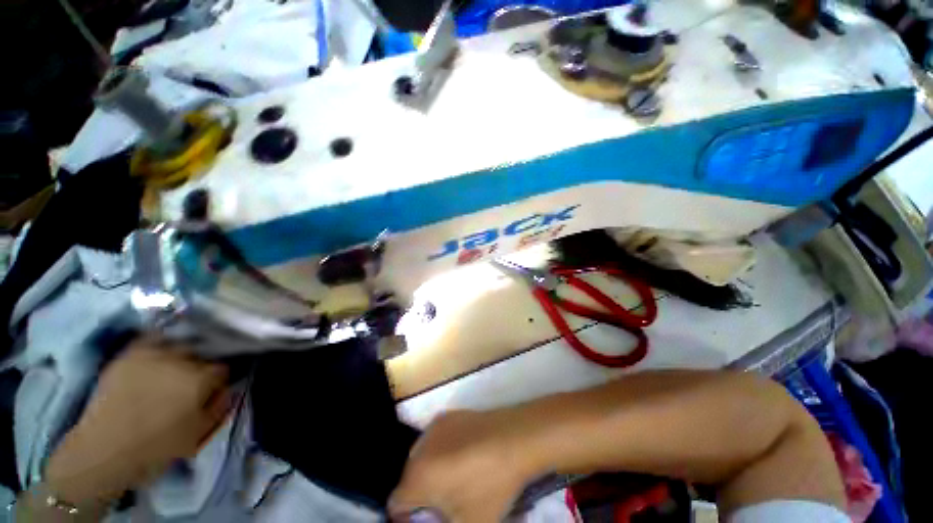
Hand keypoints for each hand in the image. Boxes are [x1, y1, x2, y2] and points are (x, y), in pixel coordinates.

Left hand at [43, 337, 230, 506]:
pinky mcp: (128, 354)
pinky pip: (152, 338)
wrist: (103, 452)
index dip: (219, 382)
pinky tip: (157, 355)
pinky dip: (160, 342)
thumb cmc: (156, 448)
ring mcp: (151, 354)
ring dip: (181, 357)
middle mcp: (180, 360)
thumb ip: (221, 406)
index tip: (211, 393)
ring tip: (172, 372)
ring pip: (179, 346)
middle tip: (190, 386)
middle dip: (200, 368)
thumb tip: (227, 389)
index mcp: (200, 379)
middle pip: (202, 355)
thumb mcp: (199, 435)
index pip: (223, 369)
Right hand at [389, 410, 539, 522]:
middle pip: (409, 479)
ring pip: (422, 457)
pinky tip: (465, 454)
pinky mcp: (449, 415)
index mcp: (417, 477)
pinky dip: (442, 450)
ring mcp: (434, 427)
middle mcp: (419, 448)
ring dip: (431, 470)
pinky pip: (435, 439)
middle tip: (445, 502)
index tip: (428, 521)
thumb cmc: (490, 485)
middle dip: (422, 494)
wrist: (513, 439)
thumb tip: (439, 513)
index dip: (406, 518)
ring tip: (456, 477)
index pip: (395, 504)